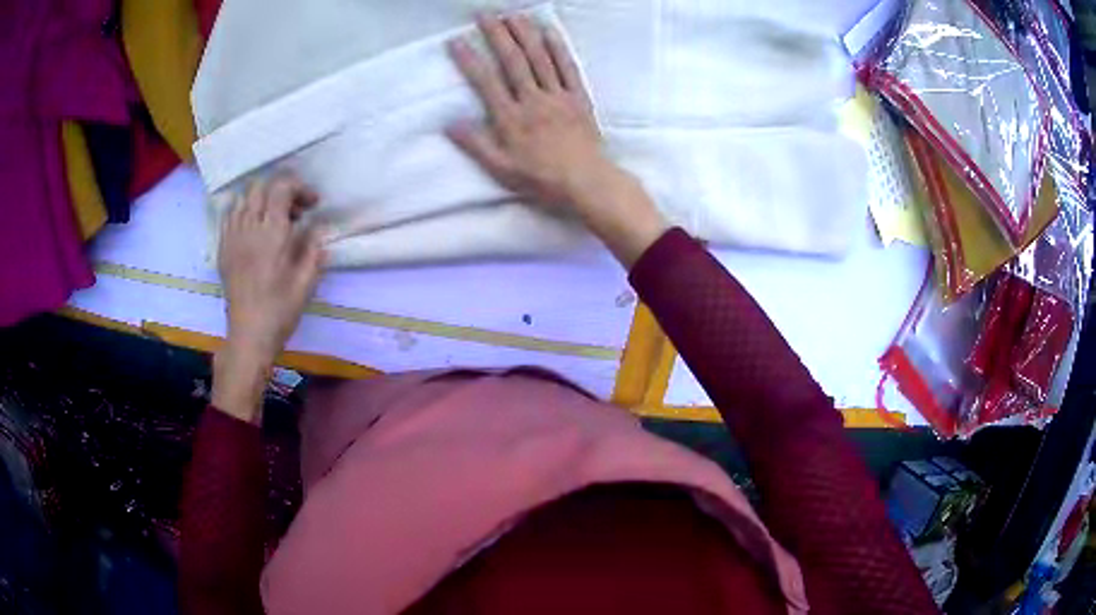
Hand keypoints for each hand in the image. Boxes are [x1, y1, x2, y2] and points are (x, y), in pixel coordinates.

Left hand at [213, 175, 324, 421]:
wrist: (248, 335)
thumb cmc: (280, 311)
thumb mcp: (306, 282)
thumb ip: (314, 249)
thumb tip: (319, 229)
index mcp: (271, 234)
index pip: (281, 187)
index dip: (299, 187)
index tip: (312, 204)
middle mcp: (248, 228)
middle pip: (261, 186)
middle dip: (281, 188)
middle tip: (295, 209)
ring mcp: (232, 237)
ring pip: (244, 197)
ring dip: (262, 198)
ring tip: (274, 217)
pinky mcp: (223, 248)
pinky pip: (230, 214)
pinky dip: (245, 210)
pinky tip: (254, 227)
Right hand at [448, 14, 667, 265]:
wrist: (586, 182)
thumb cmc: (541, 179)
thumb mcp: (501, 169)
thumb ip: (475, 145)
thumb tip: (449, 124)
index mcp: (511, 118)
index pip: (485, 81)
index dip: (469, 59)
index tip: (456, 40)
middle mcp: (533, 100)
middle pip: (513, 60)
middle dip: (497, 34)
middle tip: (484, 14)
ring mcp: (558, 96)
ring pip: (539, 58)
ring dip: (525, 33)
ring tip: (512, 14)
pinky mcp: (579, 98)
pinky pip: (568, 67)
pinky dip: (559, 47)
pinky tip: (549, 30)